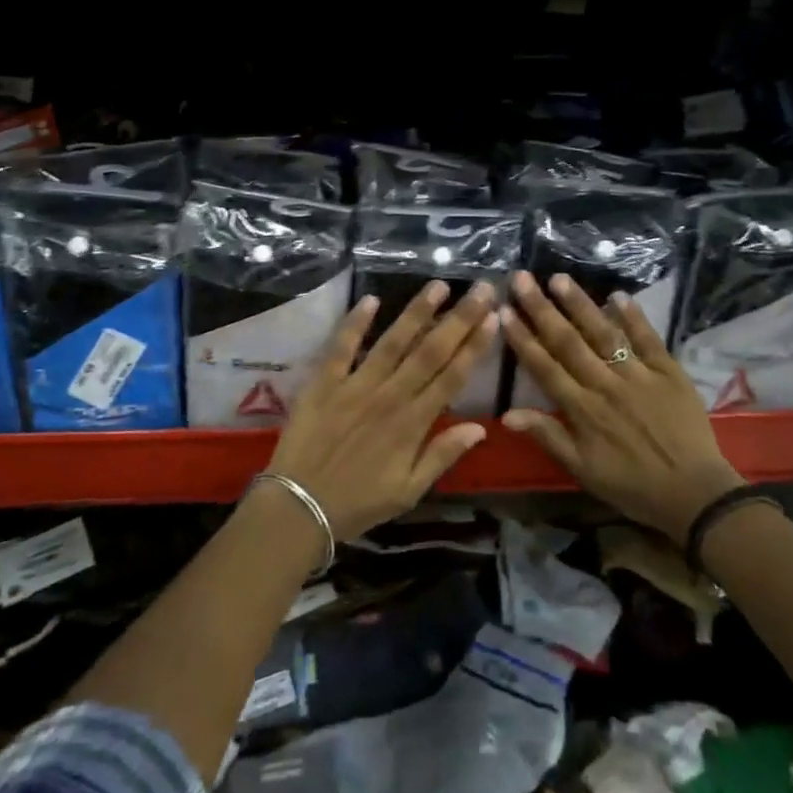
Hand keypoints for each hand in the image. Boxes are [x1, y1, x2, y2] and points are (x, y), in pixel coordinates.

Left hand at [266, 280, 500, 540]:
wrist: (299, 507)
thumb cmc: (358, 503)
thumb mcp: (409, 491)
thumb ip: (442, 455)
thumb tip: (480, 428)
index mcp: (413, 423)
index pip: (452, 377)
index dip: (474, 346)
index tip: (492, 317)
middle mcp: (390, 397)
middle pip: (430, 351)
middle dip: (458, 318)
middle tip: (481, 289)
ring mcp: (355, 386)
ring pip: (393, 342)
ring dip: (417, 312)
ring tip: (439, 285)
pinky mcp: (324, 383)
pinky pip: (341, 347)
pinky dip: (355, 323)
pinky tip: (371, 299)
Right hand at [500, 271, 742, 543]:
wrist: (694, 494)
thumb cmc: (631, 485)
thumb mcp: (582, 469)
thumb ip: (548, 436)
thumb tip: (507, 414)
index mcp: (582, 409)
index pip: (544, 366)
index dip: (522, 338)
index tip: (504, 310)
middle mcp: (605, 385)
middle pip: (568, 342)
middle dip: (542, 309)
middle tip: (522, 278)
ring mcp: (638, 375)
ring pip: (604, 334)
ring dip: (580, 305)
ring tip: (559, 278)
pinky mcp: (669, 373)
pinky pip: (648, 340)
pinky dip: (634, 317)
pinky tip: (618, 295)